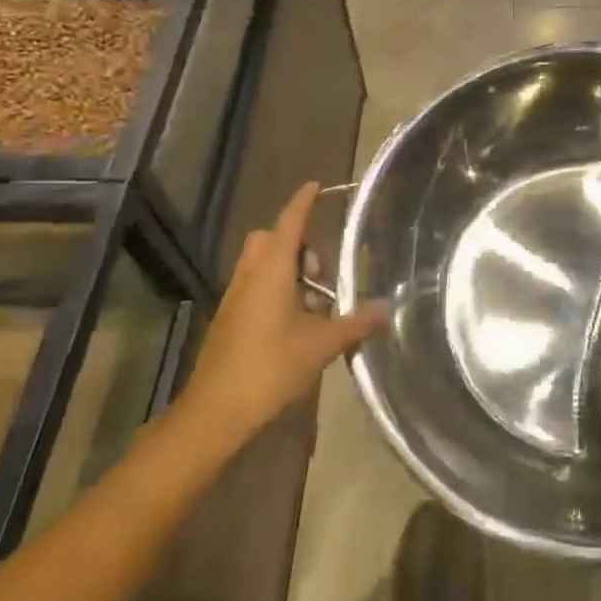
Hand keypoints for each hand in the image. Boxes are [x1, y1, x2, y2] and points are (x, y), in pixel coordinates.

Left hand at [168, 182, 385, 464]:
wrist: (214, 414)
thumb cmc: (269, 367)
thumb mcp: (322, 345)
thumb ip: (355, 323)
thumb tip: (386, 310)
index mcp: (271, 271)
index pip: (289, 223)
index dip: (303, 202)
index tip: (317, 186)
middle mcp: (250, 276)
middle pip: (270, 240)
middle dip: (297, 243)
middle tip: (321, 272)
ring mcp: (235, 299)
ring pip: (261, 264)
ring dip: (287, 269)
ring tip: (315, 302)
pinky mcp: (229, 321)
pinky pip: (255, 287)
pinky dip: (276, 290)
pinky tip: (297, 324)